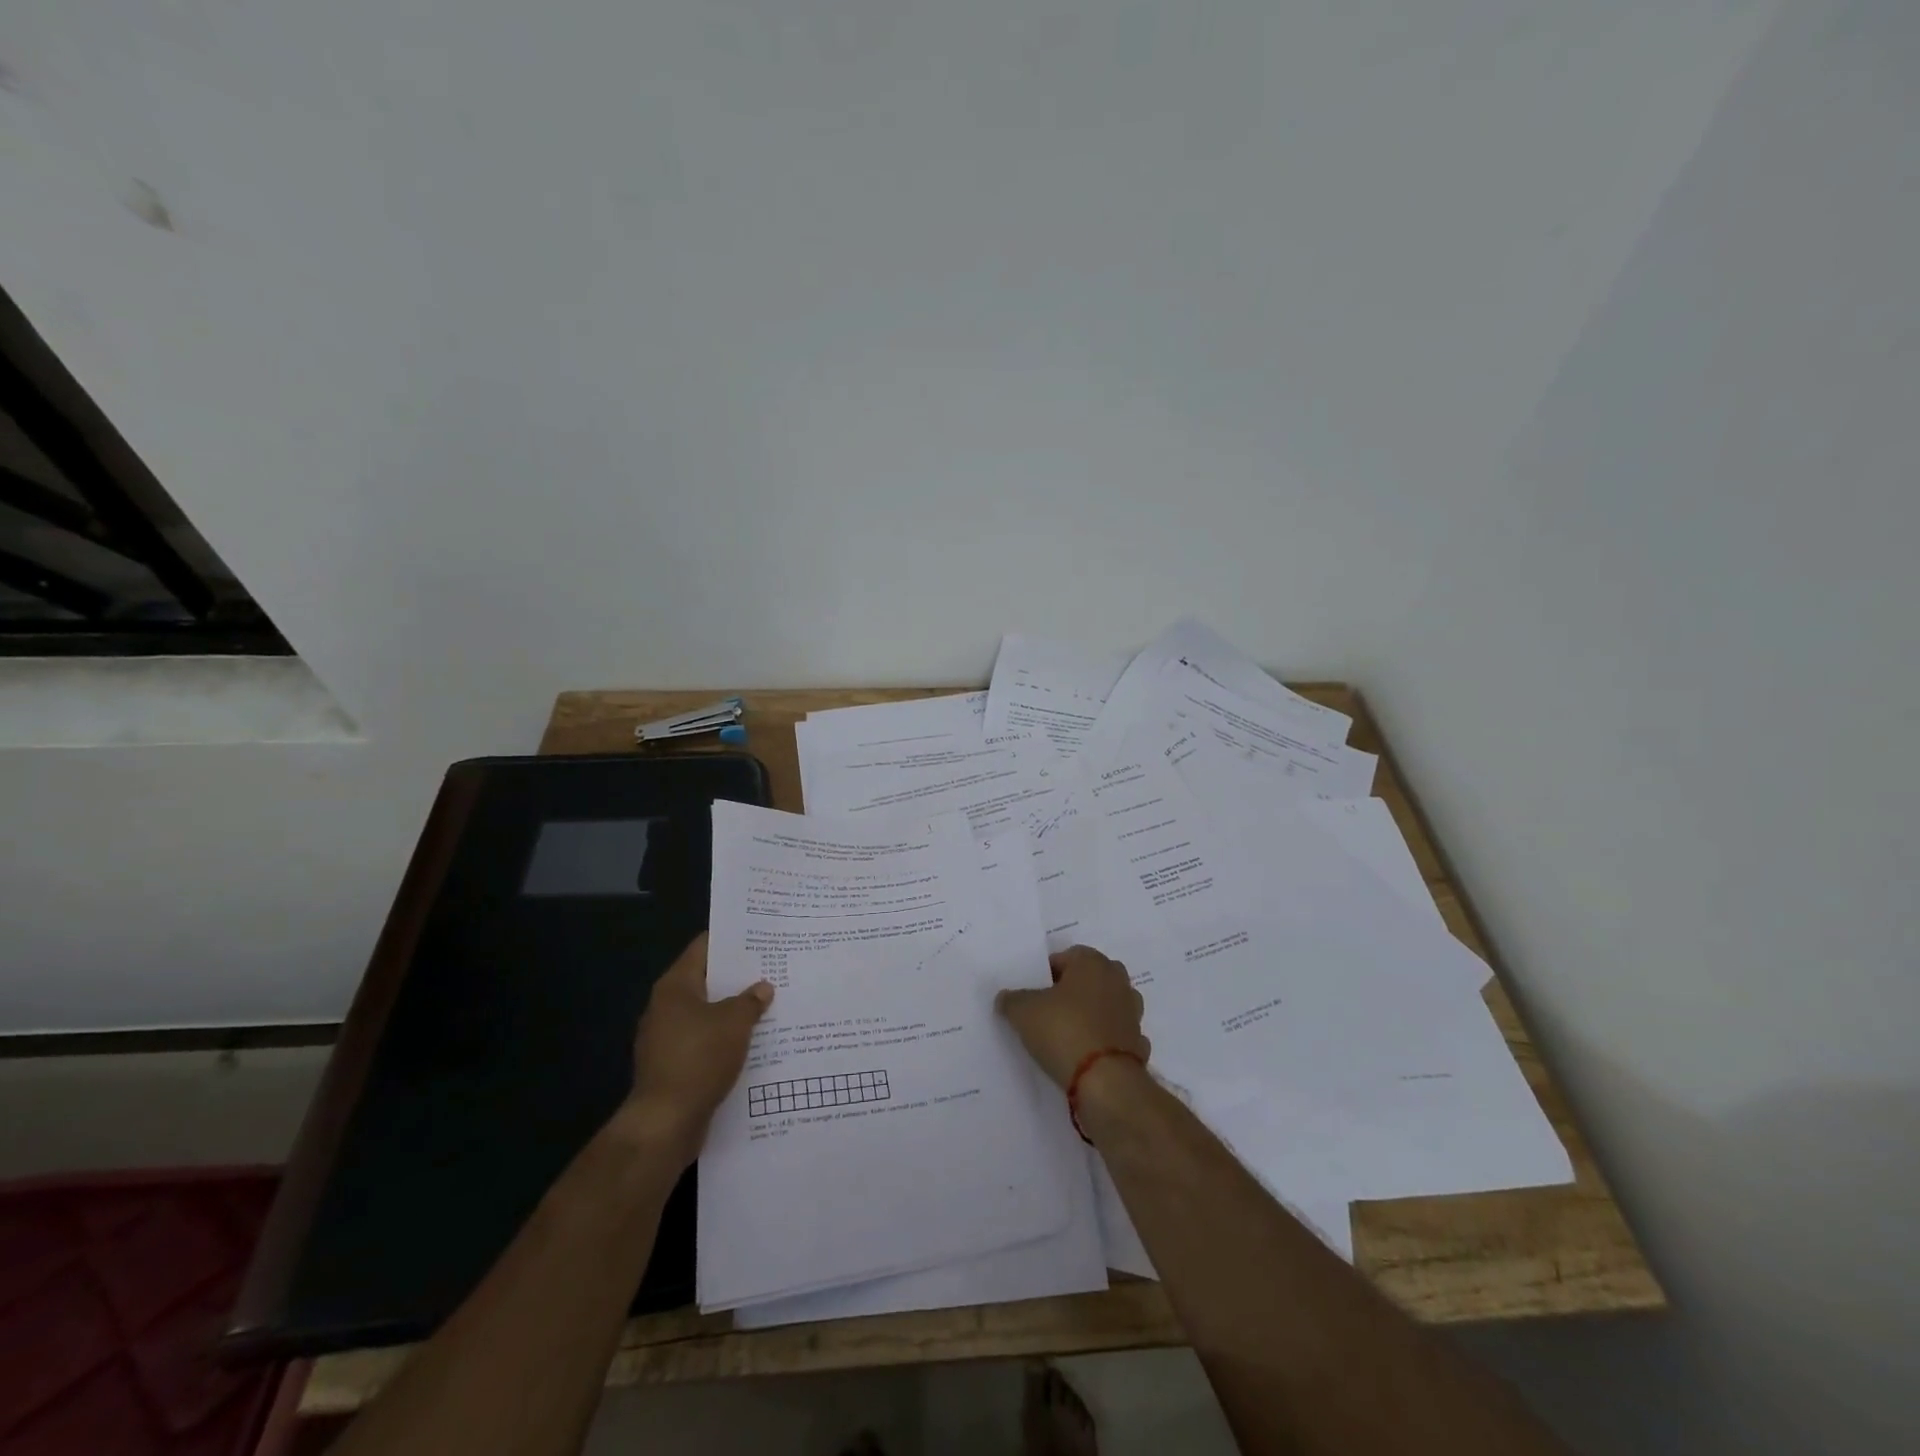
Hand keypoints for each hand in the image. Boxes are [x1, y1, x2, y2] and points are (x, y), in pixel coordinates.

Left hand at [620, 933, 772, 1165]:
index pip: (704, 948)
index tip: (759, 938)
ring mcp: (666, 1038)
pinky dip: (725, 1039)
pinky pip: (704, 1042)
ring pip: (706, 1014)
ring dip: (733, 1012)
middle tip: (772, 970)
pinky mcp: (672, 1066)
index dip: (731, 940)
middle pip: (706, 981)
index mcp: (675, 986)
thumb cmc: (699, 1058)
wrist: (666, 1122)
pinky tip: (752, 1043)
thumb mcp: (735, 1023)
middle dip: (737, 979)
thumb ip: (751, 1001)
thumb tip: (762, 988)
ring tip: (768, 1006)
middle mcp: (665, 1007)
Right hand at [995, 945, 1149, 1090]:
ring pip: (1104, 1006)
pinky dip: (1103, 1041)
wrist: (1105, 1082)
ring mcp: (1132, 1012)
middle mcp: (1118, 980)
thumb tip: (1006, 998)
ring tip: (1066, 1035)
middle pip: (1088, 980)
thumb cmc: (1064, 1031)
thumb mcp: (1023, 1012)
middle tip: (1048, 1011)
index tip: (1032, 994)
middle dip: (1070, 992)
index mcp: (1093, 963)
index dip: (1046, 974)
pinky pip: (1114, 1035)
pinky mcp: (1138, 1043)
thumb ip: (1012, 1000)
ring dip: (1090, 1015)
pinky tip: (1086, 1056)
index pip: (1065, 957)